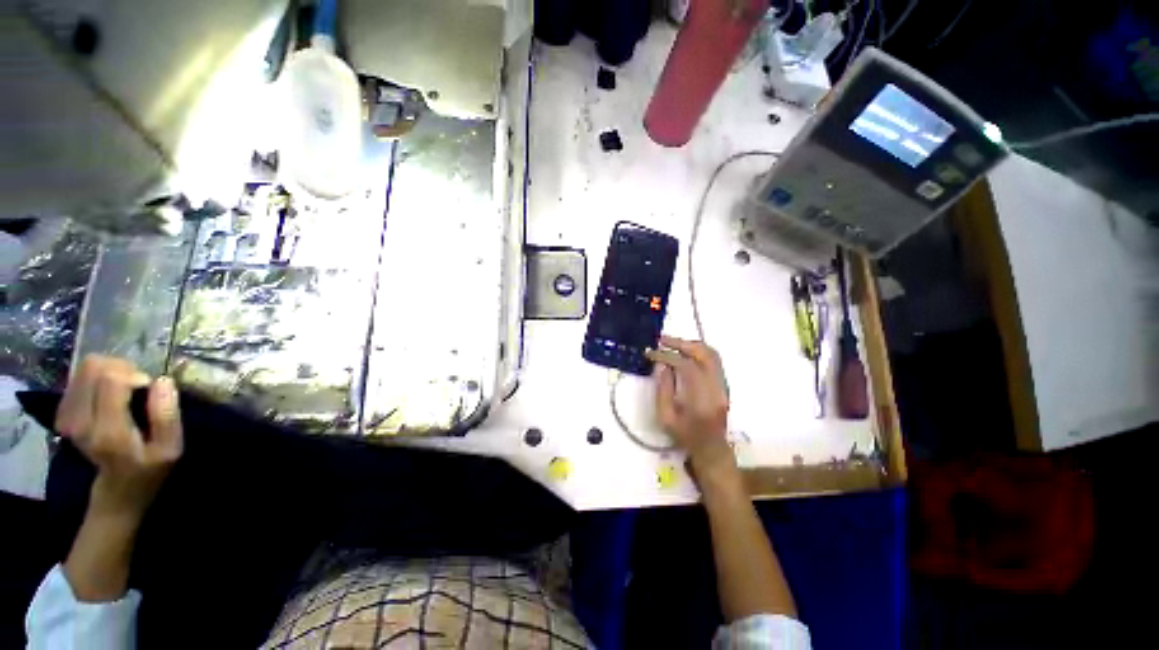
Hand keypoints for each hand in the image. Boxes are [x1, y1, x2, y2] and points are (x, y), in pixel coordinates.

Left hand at [56, 355, 183, 520]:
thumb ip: (167, 415)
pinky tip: (108, 394)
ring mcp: (67, 418)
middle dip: (121, 368)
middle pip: (93, 368)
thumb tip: (162, 380)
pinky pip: (78, 379)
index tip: (149, 387)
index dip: (134, 374)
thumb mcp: (170, 448)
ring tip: (125, 388)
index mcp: (108, 430)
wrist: (117, 492)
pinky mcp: (64, 414)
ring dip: (109, 372)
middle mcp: (81, 421)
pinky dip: (97, 379)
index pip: (111, 380)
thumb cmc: (149, 469)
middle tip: (138, 384)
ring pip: (84, 370)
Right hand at [646, 337, 737, 483]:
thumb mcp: (666, 417)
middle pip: (703, 354)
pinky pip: (713, 360)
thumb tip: (662, 366)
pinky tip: (684, 353)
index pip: (686, 366)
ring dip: (691, 345)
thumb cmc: (684, 435)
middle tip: (662, 340)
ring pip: (712, 354)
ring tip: (672, 343)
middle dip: (681, 343)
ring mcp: (723, 385)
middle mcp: (716, 388)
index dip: (667, 356)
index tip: (651, 353)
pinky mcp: (723, 384)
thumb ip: (663, 390)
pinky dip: (698, 351)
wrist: (710, 447)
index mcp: (701, 399)